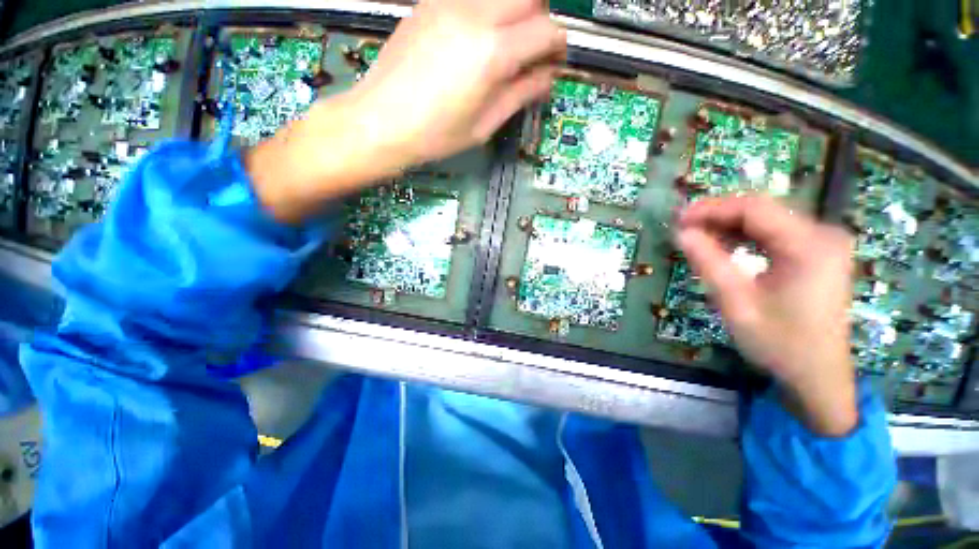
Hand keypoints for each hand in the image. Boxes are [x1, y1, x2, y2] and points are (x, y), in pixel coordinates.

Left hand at [246, 0, 564, 222]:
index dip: (559, 47)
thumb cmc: (436, 135)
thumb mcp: (484, 125)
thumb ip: (520, 95)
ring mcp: (449, 3)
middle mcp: (474, 15)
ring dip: (515, 13)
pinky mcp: (430, 3)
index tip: (555, 63)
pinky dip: (488, 12)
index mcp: (492, 53)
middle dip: (541, 20)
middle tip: (533, 52)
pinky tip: (476, 41)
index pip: (546, 31)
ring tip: (505, 48)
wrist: (381, 121)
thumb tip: (547, 78)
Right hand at [676, 196, 857, 435]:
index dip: (711, 208)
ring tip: (697, 235)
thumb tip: (682, 233)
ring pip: (768, 218)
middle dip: (718, 214)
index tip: (678, 219)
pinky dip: (746, 235)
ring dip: (729, 223)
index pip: (754, 208)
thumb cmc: (779, 343)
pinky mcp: (819, 252)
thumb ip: (708, 263)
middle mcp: (823, 235)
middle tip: (683, 227)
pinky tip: (724, 244)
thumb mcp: (736, 304)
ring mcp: (824, 242)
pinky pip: (776, 232)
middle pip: (763, 209)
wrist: (818, 375)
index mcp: (809, 246)